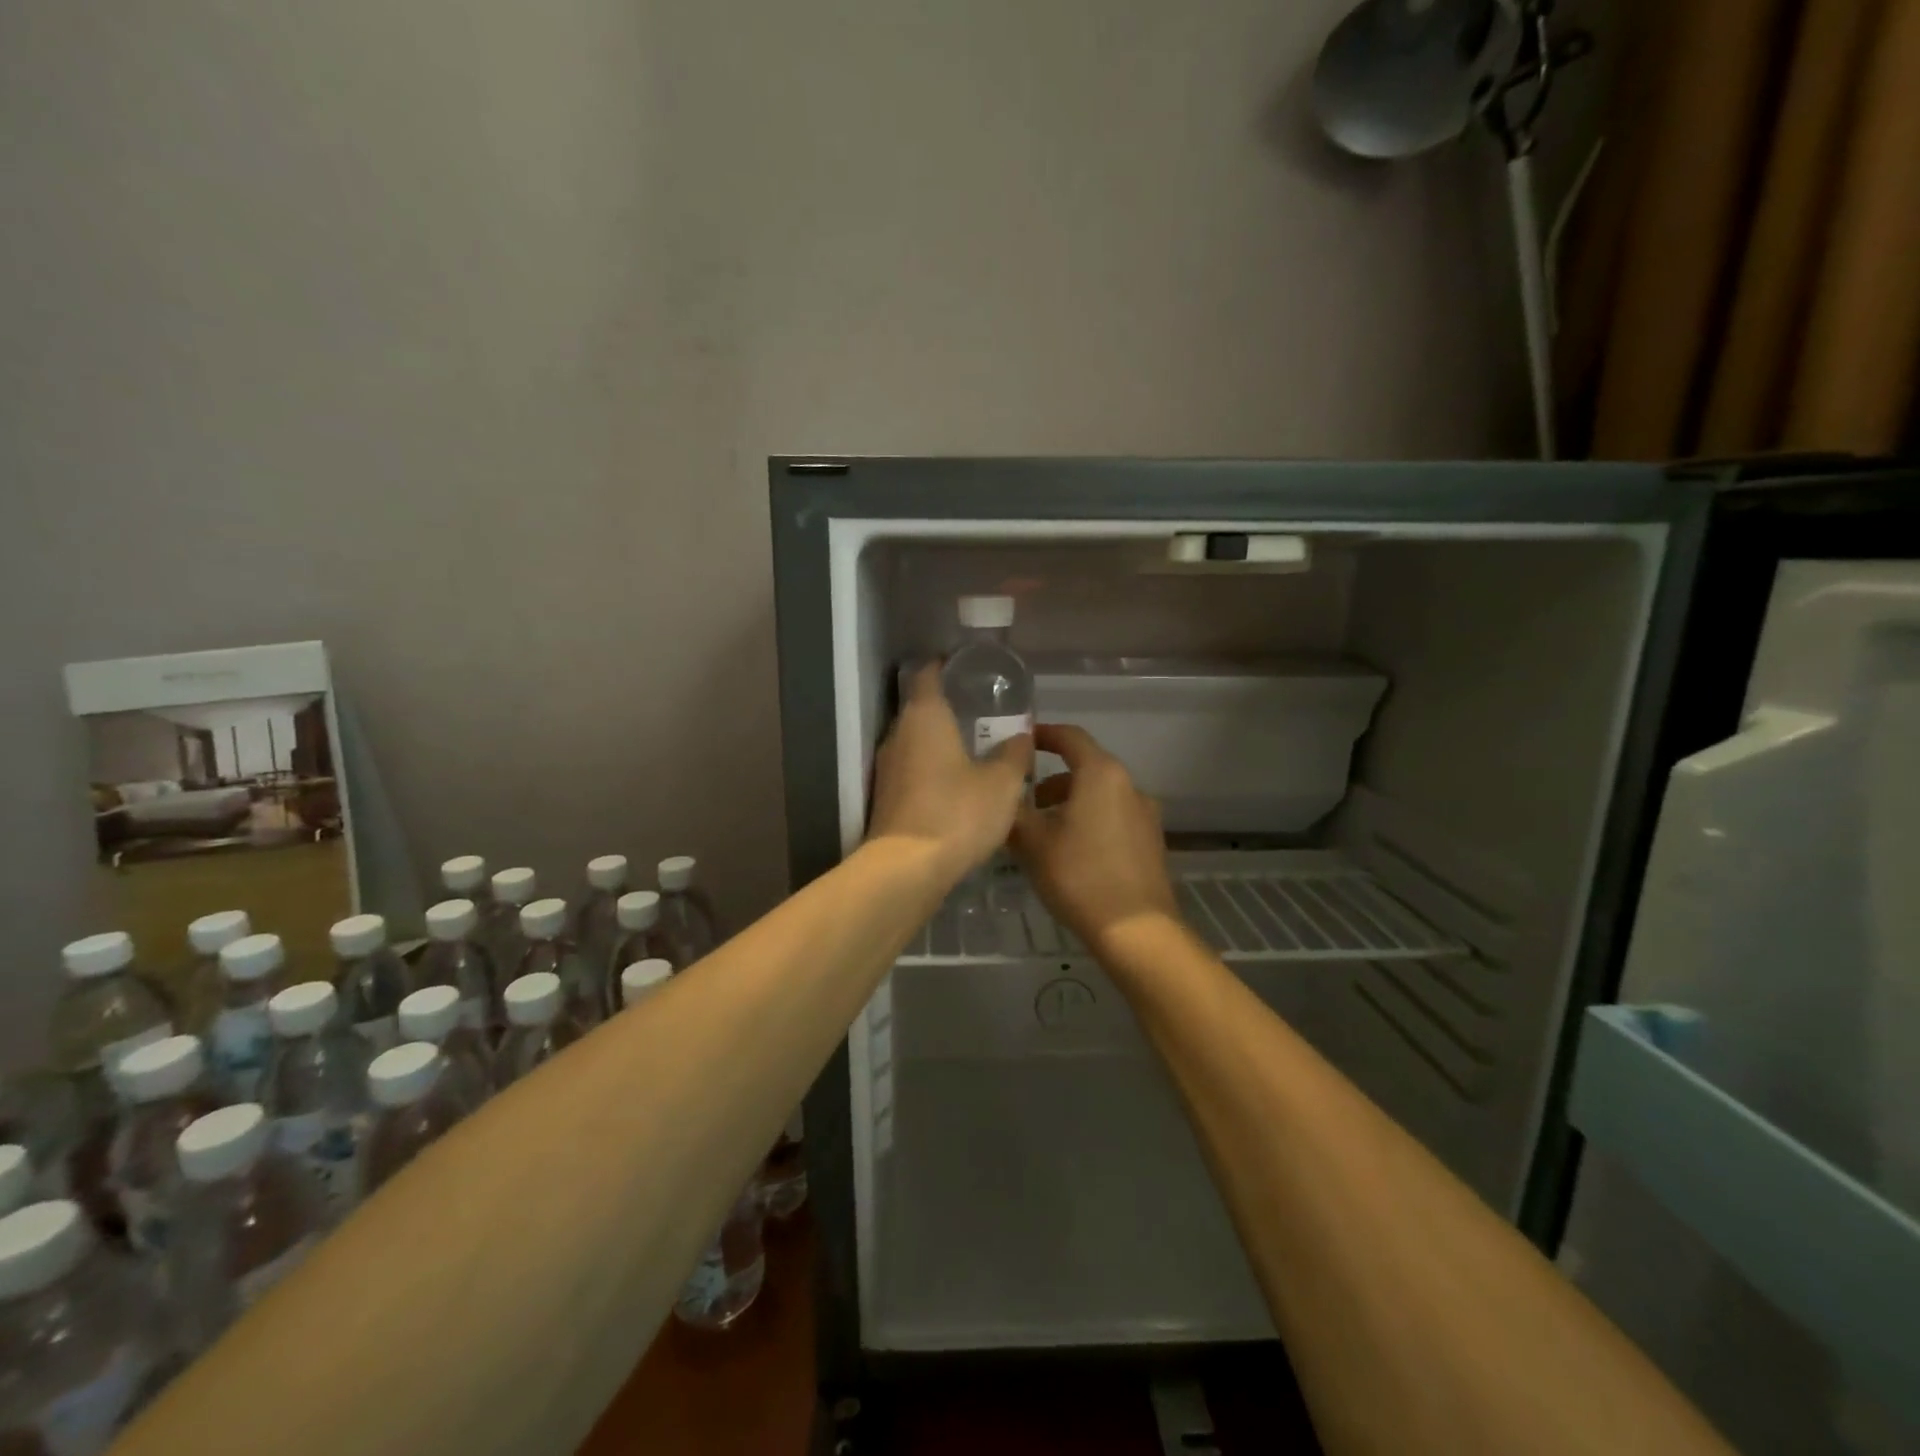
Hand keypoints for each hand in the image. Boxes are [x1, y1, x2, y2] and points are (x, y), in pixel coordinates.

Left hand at [867, 663, 1033, 882]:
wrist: (907, 869)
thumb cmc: (958, 813)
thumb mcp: (1002, 783)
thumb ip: (1014, 754)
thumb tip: (1022, 736)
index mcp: (925, 716)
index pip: (928, 674)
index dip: (945, 666)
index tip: (966, 668)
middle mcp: (898, 734)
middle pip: (921, 708)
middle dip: (949, 707)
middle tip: (982, 710)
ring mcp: (887, 768)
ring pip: (916, 742)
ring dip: (940, 740)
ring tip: (974, 746)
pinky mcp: (885, 797)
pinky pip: (912, 769)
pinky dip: (932, 768)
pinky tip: (956, 783)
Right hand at [1012, 724, 1177, 951]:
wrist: (1137, 930)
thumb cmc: (1079, 876)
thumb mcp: (1033, 842)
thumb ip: (1013, 810)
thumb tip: (1000, 793)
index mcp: (1102, 774)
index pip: (1070, 736)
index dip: (1042, 734)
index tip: (1019, 741)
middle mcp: (1129, 785)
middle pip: (1085, 767)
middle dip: (1051, 779)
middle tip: (1021, 798)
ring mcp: (1144, 814)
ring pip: (1099, 794)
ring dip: (1069, 802)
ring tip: (1041, 830)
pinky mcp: (1150, 841)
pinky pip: (1113, 817)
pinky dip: (1088, 820)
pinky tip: (1069, 851)